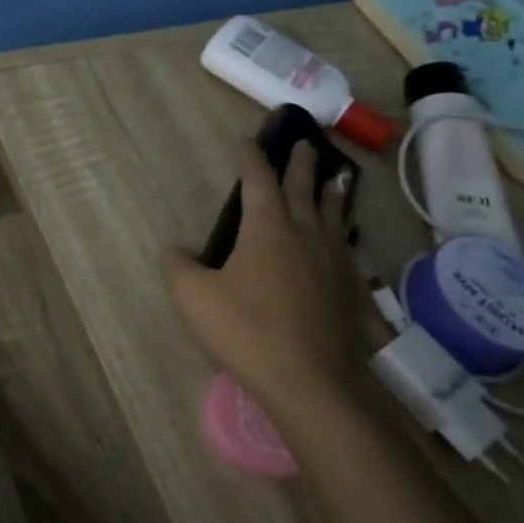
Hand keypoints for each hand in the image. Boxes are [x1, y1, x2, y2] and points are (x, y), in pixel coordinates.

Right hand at [164, 142, 363, 415]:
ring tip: (335, 180)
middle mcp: (304, 236)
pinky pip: (345, 248)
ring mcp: (332, 263)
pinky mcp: (347, 290)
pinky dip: (342, 232)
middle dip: (301, 165)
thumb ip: (178, 266)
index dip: (252, 159)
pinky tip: (342, 240)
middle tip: (305, 143)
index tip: (248, 141)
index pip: (259, 182)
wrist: (308, 381)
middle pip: (304, 190)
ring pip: (332, 216)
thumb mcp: (192, 297)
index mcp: (267, 230)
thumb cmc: (245, 331)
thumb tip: (176, 250)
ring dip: (330, 193)